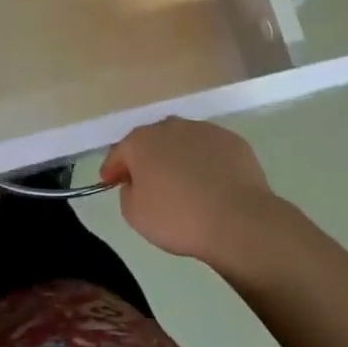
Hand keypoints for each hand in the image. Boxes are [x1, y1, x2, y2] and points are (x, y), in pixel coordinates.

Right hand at [101, 117, 285, 263]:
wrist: (238, 220)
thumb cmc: (178, 218)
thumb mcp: (135, 215)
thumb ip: (127, 192)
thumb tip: (136, 183)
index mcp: (141, 141)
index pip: (119, 151)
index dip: (113, 167)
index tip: (110, 182)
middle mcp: (170, 126)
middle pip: (152, 141)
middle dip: (147, 158)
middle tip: (148, 183)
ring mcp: (204, 130)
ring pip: (183, 142)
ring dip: (178, 157)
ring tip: (184, 184)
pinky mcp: (232, 141)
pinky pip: (210, 150)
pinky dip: (206, 162)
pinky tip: (212, 184)